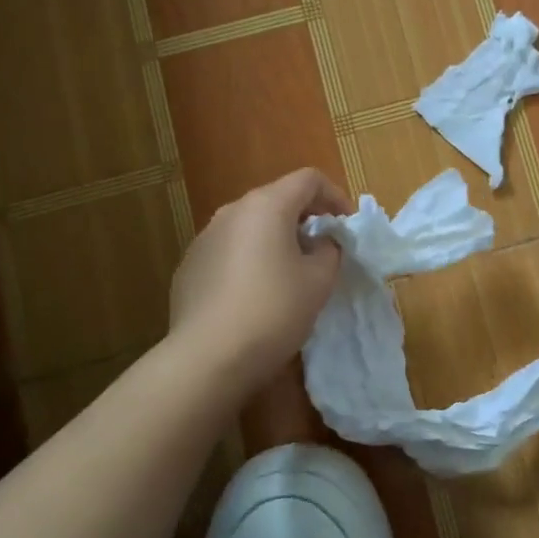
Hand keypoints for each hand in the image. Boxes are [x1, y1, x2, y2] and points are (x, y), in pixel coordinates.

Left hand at [168, 167, 352, 381]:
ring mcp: (205, 239)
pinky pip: (230, 251)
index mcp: (267, 206)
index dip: (336, 196)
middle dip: (306, 218)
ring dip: (277, 239)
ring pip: (251, 226)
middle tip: (325, 249)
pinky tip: (258, 295)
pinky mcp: (190, 267)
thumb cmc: (274, 310)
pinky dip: (251, 259)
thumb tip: (320, 242)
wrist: (208, 357)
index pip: (308, 179)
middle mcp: (232, 212)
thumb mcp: (320, 280)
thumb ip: (329, 250)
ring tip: (292, 273)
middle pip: (277, 199)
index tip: (348, 226)